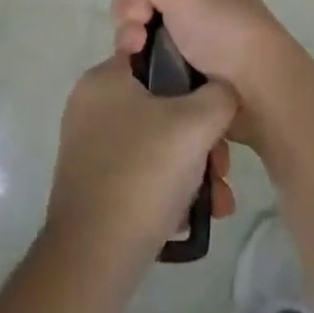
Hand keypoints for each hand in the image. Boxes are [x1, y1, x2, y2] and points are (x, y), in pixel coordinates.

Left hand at [45, 57, 238, 275]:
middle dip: (202, 137)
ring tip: (218, 201)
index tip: (215, 102)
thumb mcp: (197, 124)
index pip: (155, 54)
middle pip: (162, 105)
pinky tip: (195, 216)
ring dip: (194, 168)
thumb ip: (220, 95)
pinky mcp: (94, 184)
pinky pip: (141, 172)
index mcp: (105, 78)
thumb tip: (223, 91)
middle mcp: (92, 105)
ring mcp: (90, 147)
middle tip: (222, 167)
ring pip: (157, 143)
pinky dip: (170, 188)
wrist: (93, 258)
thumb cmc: (144, 173)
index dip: (191, 75)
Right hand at [111, 0, 309, 150]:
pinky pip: (157, 60)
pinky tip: (139, 76)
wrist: (262, 93)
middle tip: (136, 38)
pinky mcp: (192, 71)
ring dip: (133, 42)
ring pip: (148, 32)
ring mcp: (197, 38)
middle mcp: (201, 0)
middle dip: (131, 17)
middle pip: (147, 1)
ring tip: (135, 57)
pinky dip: (145, 65)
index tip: (140, 7)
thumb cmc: (226, 32)